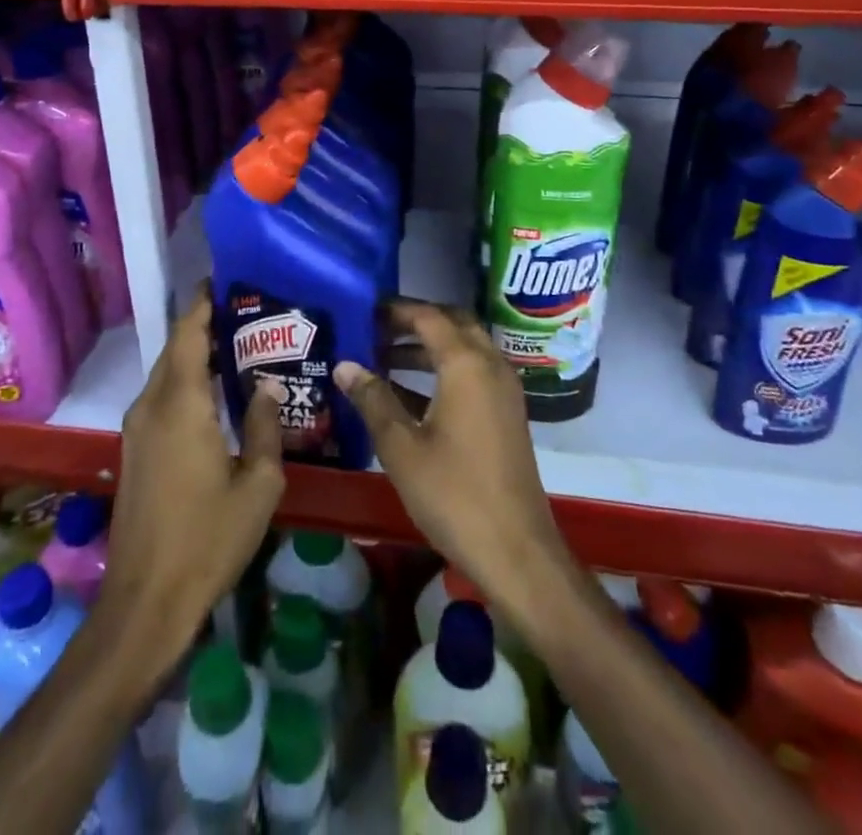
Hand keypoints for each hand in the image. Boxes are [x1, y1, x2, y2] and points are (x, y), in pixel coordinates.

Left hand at [103, 294, 284, 641]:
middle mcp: (152, 405)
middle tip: (250, 314)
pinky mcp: (134, 449)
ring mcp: (137, 428)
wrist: (145, 602)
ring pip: (167, 372)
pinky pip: (162, 396)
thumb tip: (271, 384)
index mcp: (181, 403)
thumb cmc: (208, 540)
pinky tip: (218, 394)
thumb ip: (266, 425)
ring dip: (197, 354)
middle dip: (206, 324)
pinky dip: (188, 381)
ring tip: (241, 347)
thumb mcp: (258, 485)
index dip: (205, 301)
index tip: (229, 279)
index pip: (189, 332)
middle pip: (176, 347)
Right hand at [333, 301, 575, 616]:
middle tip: (375, 329)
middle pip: (452, 324)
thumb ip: (373, 400)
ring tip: (382, 358)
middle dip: (414, 322)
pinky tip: (408, 394)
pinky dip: (443, 370)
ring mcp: (504, 390)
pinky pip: (473, 373)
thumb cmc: (454, 494)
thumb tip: (345, 365)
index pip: (428, 316)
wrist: (516, 551)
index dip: (395, 310)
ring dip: (427, 347)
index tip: (363, 311)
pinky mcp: (507, 413)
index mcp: (466, 364)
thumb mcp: (402, 447)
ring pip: (464, 348)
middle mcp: (490, 365)